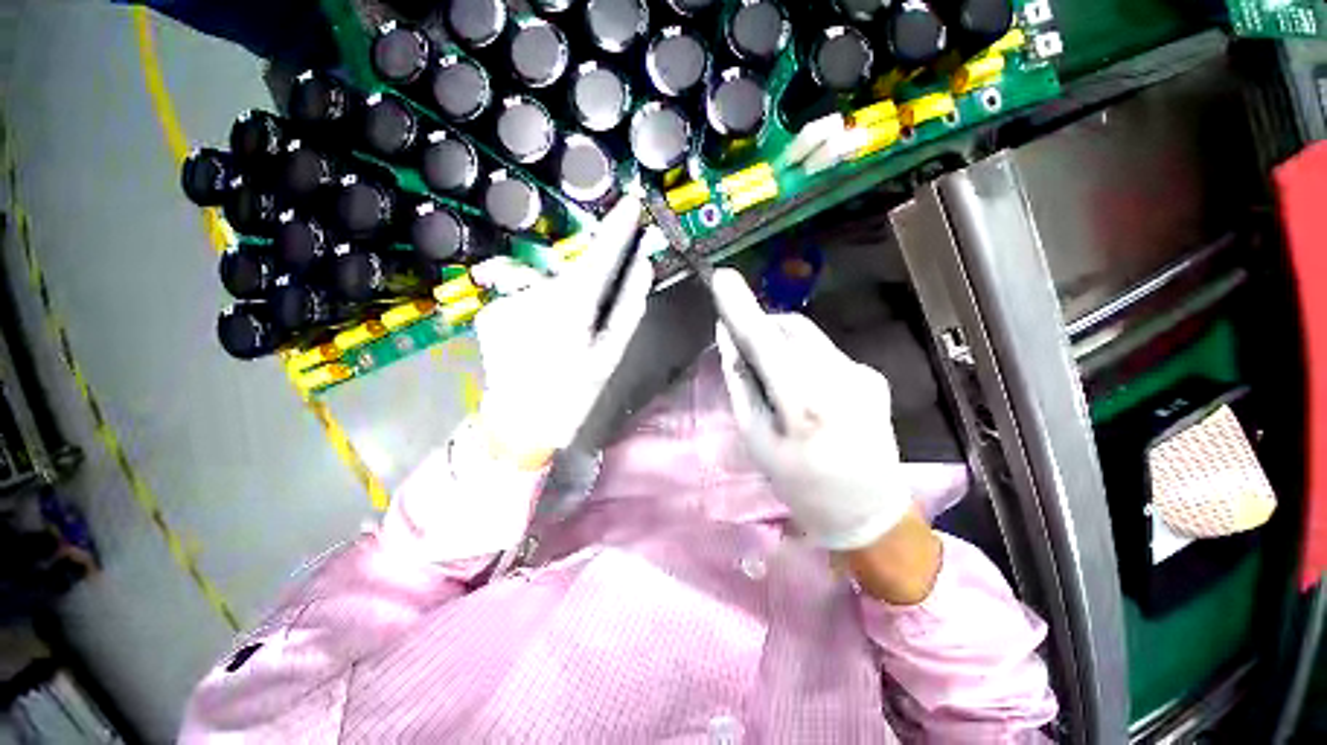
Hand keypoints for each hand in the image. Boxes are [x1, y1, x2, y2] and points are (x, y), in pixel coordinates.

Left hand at [473, 194, 649, 469]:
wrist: (519, 424)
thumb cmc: (571, 395)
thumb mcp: (609, 356)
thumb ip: (627, 308)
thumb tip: (642, 266)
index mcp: (571, 309)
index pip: (599, 257)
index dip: (617, 229)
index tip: (630, 202)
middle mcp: (535, 295)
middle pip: (571, 273)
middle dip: (587, 287)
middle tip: (589, 324)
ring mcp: (507, 301)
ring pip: (547, 289)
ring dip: (560, 306)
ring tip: (559, 343)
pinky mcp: (489, 310)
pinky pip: (524, 301)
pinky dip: (536, 313)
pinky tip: (535, 342)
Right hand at [712, 269, 912, 551]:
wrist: (868, 513)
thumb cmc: (800, 485)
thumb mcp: (757, 440)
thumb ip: (742, 385)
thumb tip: (729, 343)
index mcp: (804, 404)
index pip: (764, 341)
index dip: (740, 308)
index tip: (721, 278)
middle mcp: (839, 379)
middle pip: (790, 329)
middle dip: (762, 328)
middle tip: (744, 347)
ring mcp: (862, 375)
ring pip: (809, 339)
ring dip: (783, 345)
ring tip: (777, 378)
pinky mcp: (873, 377)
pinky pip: (827, 354)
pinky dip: (806, 360)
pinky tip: (808, 391)